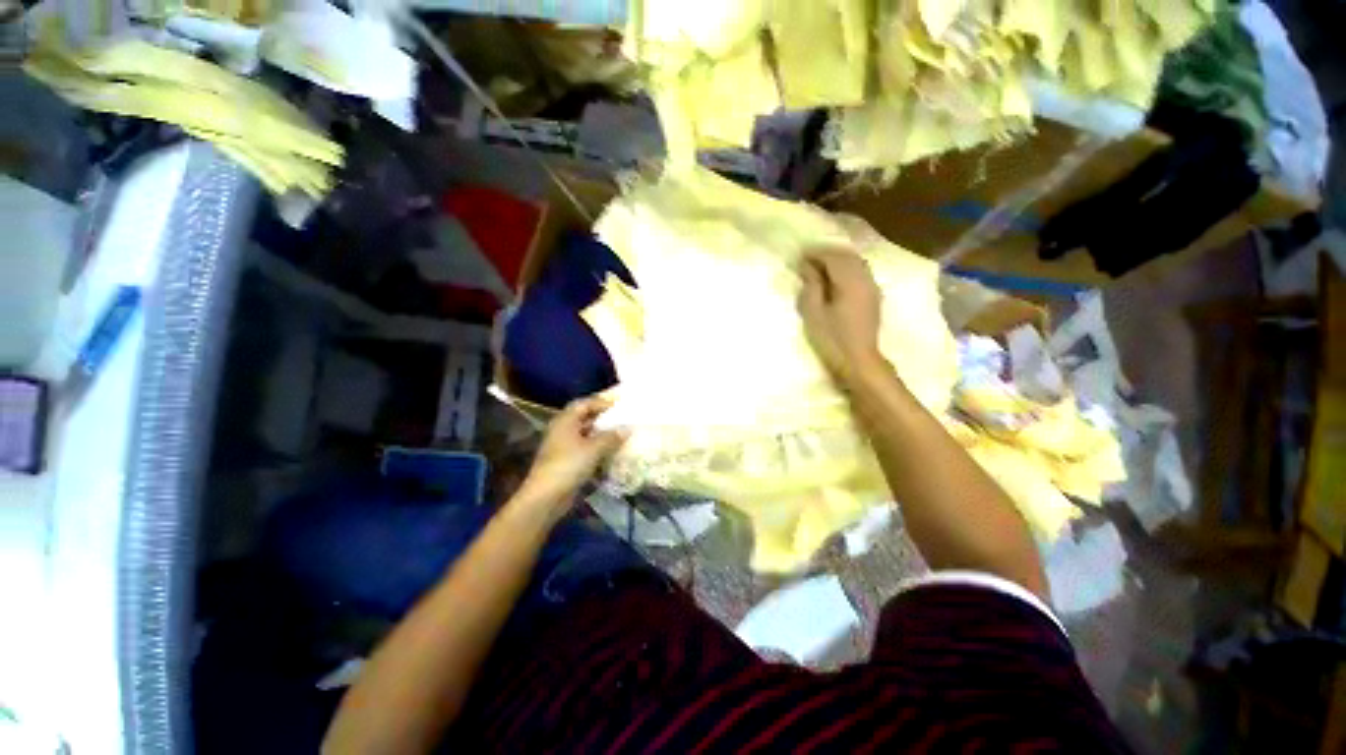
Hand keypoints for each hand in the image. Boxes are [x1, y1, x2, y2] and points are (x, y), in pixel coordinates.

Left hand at [515, 396, 628, 516]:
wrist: (546, 497)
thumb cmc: (569, 465)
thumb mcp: (594, 449)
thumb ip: (612, 437)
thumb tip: (627, 428)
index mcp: (565, 421)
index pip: (584, 403)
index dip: (601, 401)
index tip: (619, 402)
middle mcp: (563, 430)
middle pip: (584, 417)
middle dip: (603, 417)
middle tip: (622, 416)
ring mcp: (563, 447)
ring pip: (586, 434)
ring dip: (602, 433)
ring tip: (621, 432)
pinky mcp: (566, 462)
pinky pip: (585, 449)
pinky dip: (598, 448)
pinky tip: (612, 451)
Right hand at [797, 248, 885, 382]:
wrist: (859, 360)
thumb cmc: (832, 338)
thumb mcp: (814, 313)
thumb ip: (811, 286)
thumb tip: (808, 266)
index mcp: (850, 281)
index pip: (832, 257)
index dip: (815, 254)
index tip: (799, 256)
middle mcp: (865, 278)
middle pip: (846, 256)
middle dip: (826, 254)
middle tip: (807, 259)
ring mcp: (872, 287)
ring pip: (855, 263)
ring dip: (837, 260)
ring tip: (819, 267)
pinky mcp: (874, 296)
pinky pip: (860, 272)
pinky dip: (846, 268)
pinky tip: (836, 278)